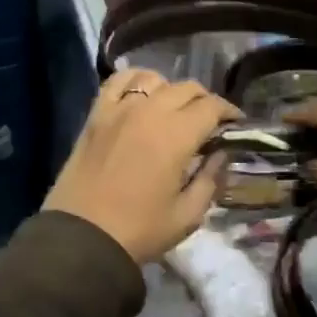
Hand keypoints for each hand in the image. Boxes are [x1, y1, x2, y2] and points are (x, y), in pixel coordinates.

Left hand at [44, 70, 241, 264]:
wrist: (82, 238)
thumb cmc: (139, 230)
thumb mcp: (187, 215)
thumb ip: (210, 179)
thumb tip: (220, 154)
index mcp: (176, 135)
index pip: (211, 106)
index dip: (229, 112)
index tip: (235, 124)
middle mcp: (149, 111)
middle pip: (186, 88)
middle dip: (204, 101)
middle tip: (208, 122)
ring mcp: (119, 109)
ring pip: (153, 79)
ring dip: (170, 90)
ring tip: (173, 110)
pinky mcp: (96, 114)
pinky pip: (117, 82)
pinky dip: (134, 80)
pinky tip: (140, 95)